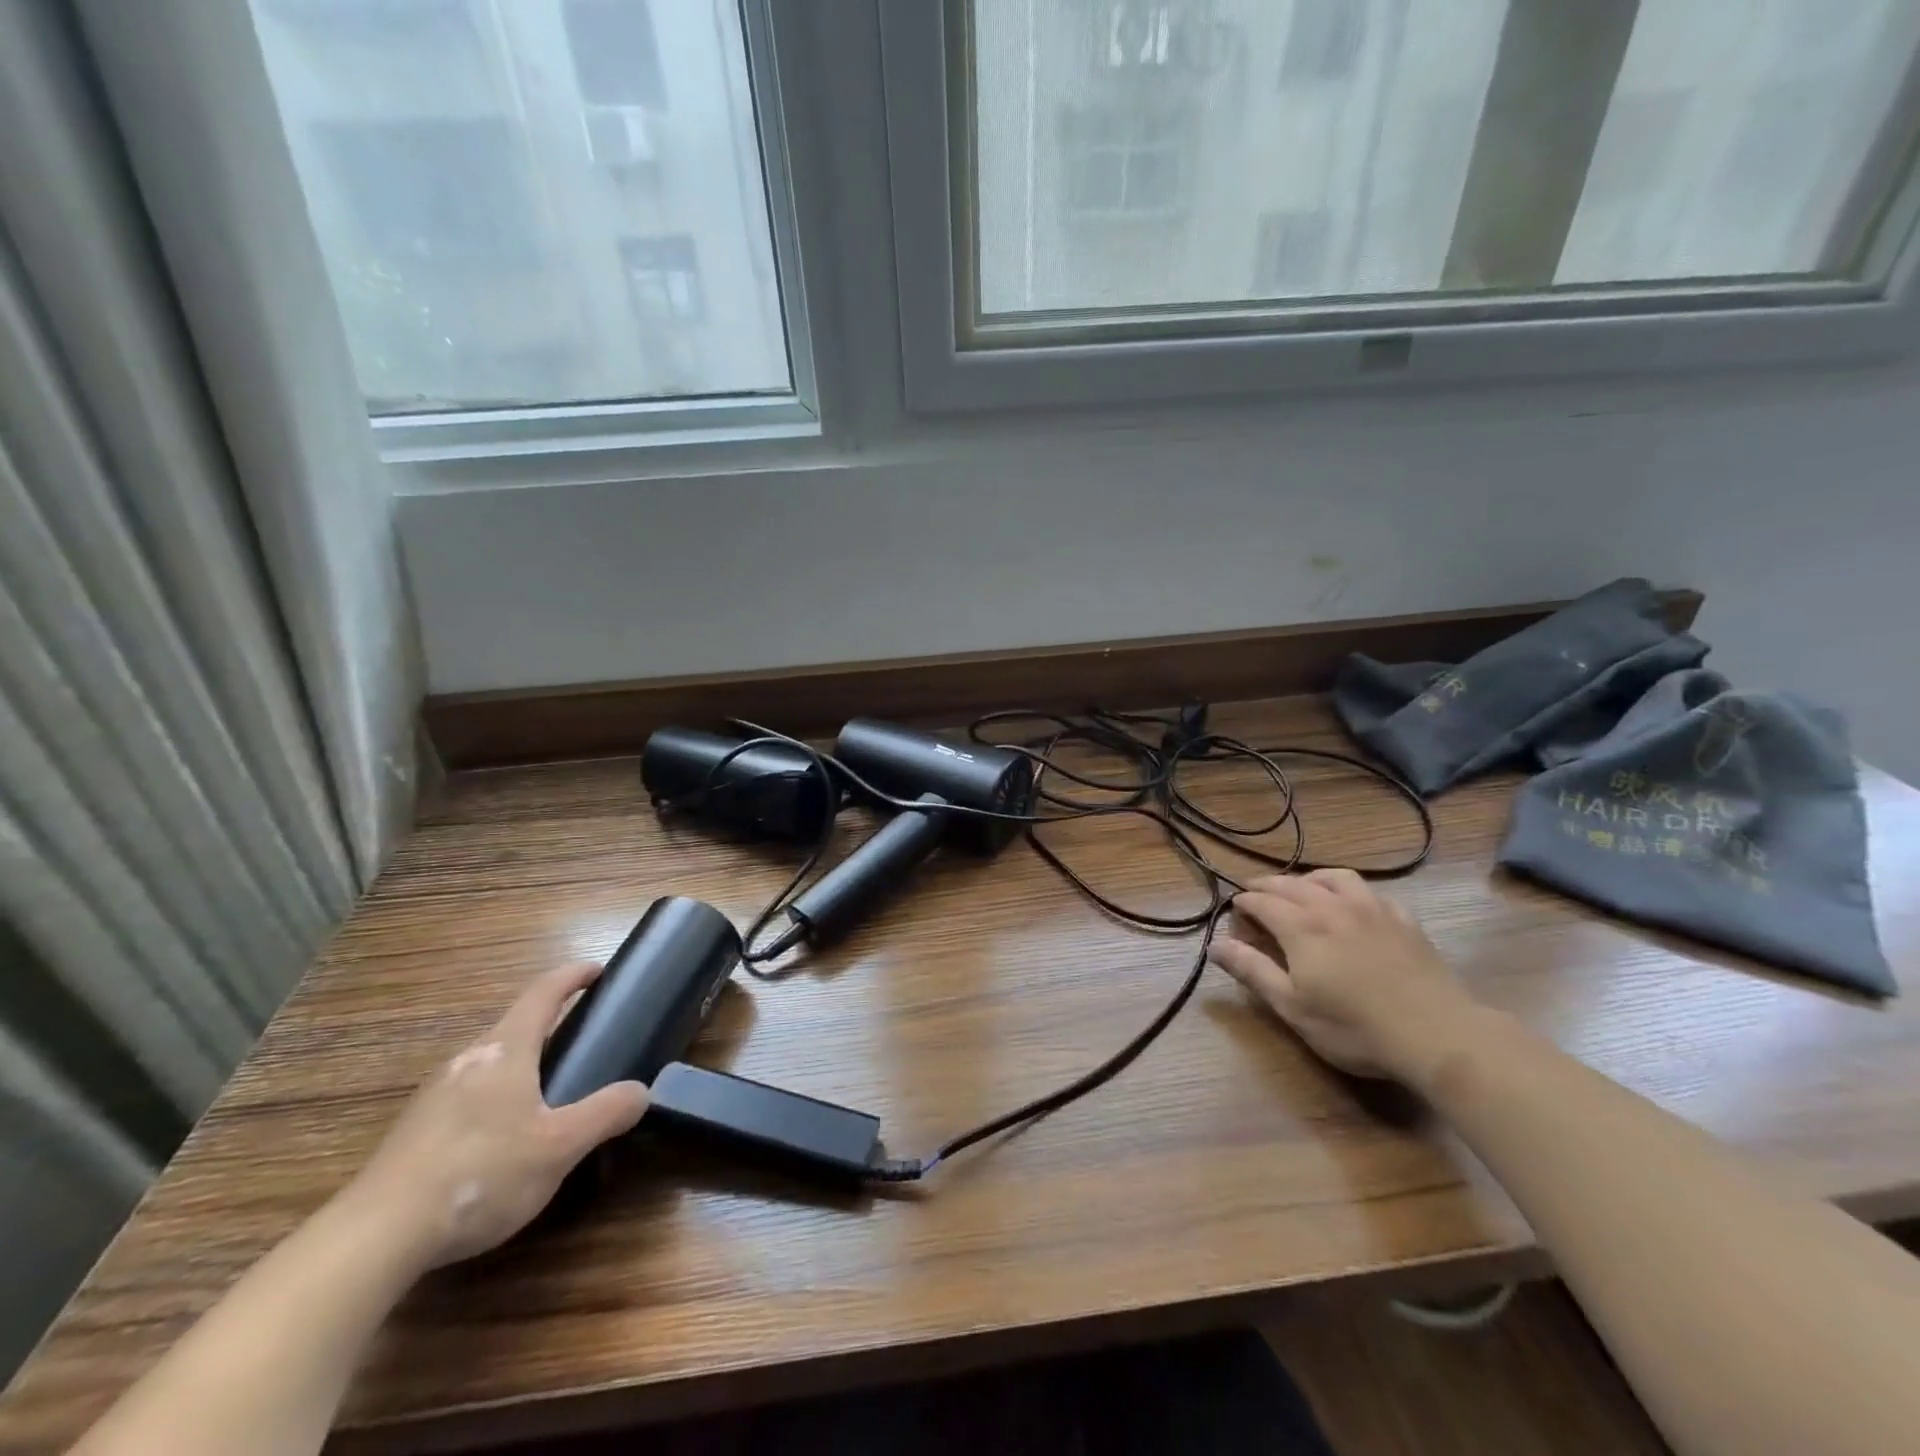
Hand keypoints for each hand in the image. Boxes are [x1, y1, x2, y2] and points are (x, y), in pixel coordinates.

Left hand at [343, 963, 648, 1269]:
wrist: (374, 1238)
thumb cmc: (480, 1174)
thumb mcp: (559, 1147)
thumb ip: (605, 1113)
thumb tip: (641, 1091)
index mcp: (505, 1050)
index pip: (543, 993)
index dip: (573, 976)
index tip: (597, 971)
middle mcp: (467, 1060)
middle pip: (513, 1026)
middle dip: (548, 1024)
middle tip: (580, 1040)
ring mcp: (434, 1095)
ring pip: (487, 1062)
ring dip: (520, 1063)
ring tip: (545, 1091)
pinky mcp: (413, 1132)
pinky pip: (466, 1095)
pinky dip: (493, 1097)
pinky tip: (499, 1138)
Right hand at [1209, 869, 1476, 1083]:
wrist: (1436, 1033)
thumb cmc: (1354, 1027)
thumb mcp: (1292, 1006)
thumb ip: (1251, 970)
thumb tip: (1213, 944)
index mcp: (1300, 926)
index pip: (1261, 901)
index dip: (1243, 903)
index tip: (1233, 910)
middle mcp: (1331, 906)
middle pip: (1291, 884)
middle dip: (1267, 886)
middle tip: (1254, 893)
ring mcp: (1371, 909)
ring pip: (1333, 877)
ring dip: (1309, 879)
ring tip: (1301, 888)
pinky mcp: (1402, 920)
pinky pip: (1370, 891)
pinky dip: (1350, 890)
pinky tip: (1352, 904)